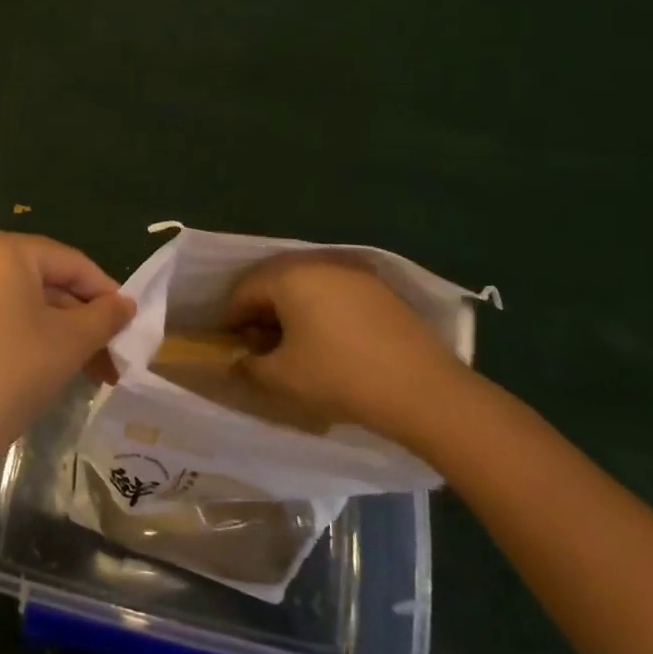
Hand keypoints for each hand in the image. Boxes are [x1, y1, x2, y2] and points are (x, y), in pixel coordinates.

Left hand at [0, 232, 133, 489]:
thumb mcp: (69, 342)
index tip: (130, 323)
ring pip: (21, 302)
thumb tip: (125, 304)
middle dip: (81, 319)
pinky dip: (27, 336)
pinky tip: (48, 369)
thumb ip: (104, 316)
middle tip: (111, 354)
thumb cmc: (11, 371)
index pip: (70, 261)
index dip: (105, 291)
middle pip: (44, 281)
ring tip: (88, 370)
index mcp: (3, 249)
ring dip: (58, 332)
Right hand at [225, 252, 477, 452]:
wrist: (423, 390)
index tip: (229, 346)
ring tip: (292, 344)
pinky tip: (328, 341)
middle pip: (274, 281)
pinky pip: (335, 293)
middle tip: (257, 344)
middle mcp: (318, 263)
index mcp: (288, 276)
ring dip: (291, 310)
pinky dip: (321, 311)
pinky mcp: (380, 290)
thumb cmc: (340, 377)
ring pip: (307, 285)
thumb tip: (238, 359)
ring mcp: (354, 273)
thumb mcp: (282, 378)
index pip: (243, 290)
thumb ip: (249, 365)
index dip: (230, 319)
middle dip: (260, 311)